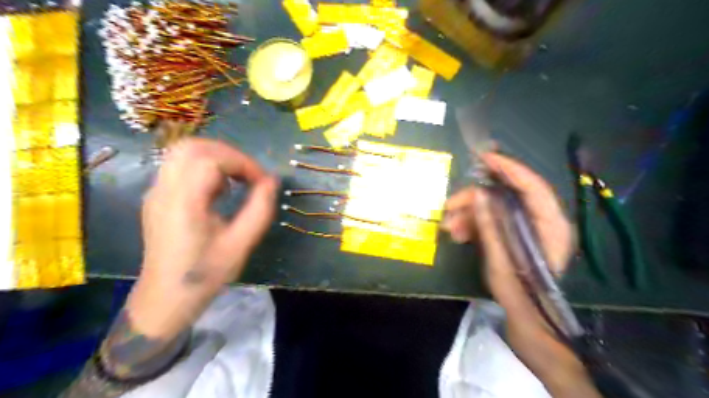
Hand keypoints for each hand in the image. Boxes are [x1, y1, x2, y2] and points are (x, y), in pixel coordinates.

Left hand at [128, 138, 278, 338]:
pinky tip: (218, 190)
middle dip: (229, 154)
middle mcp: (164, 190)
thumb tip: (272, 180)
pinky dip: (204, 166)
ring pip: (183, 152)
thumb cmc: (206, 274)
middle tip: (249, 175)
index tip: (262, 181)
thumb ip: (260, 209)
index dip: (243, 163)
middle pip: (192, 147)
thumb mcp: (241, 244)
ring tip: (236, 180)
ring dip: (216, 157)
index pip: (211, 159)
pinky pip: (180, 165)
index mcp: (184, 203)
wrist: (166, 298)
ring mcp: (156, 192)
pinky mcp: (157, 197)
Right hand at [441, 152, 596, 397]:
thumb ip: (490, 226)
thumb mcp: (501, 260)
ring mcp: (527, 228)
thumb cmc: (520, 293)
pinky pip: (492, 220)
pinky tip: (457, 235)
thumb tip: (476, 195)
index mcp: (550, 225)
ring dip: (469, 214)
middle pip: (507, 195)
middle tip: (449, 206)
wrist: (528, 320)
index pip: (532, 185)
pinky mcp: (514, 235)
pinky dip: (473, 225)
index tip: (483, 157)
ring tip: (448, 228)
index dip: (508, 168)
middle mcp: (542, 221)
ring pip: (495, 208)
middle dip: (475, 199)